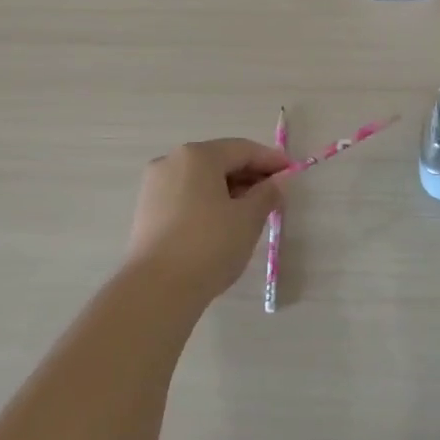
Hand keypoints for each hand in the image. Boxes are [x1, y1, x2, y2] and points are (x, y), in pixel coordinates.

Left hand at [127, 139, 287, 302]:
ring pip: (201, 179)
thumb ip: (267, 194)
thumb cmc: (209, 245)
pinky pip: (185, 196)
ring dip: (229, 190)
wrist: (156, 289)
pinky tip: (223, 223)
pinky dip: (208, 202)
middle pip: (219, 161)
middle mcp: (171, 161)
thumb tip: (278, 181)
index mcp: (197, 155)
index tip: (291, 172)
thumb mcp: (248, 219)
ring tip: (252, 212)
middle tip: (274, 195)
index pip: (242, 149)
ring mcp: (155, 185)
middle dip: (249, 175)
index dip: (270, 160)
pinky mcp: (147, 210)